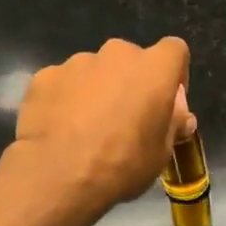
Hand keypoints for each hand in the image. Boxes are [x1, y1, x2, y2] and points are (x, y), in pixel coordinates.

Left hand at [12, 37, 193, 217]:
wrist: (59, 175)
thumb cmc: (123, 163)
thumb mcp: (162, 152)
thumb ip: (173, 124)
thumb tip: (180, 116)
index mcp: (153, 69)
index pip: (175, 50)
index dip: (174, 74)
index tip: (168, 103)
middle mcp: (116, 54)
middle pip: (132, 60)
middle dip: (132, 82)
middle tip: (127, 119)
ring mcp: (77, 62)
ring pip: (96, 71)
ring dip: (98, 90)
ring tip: (88, 128)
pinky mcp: (45, 76)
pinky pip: (65, 83)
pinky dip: (67, 99)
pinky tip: (62, 128)